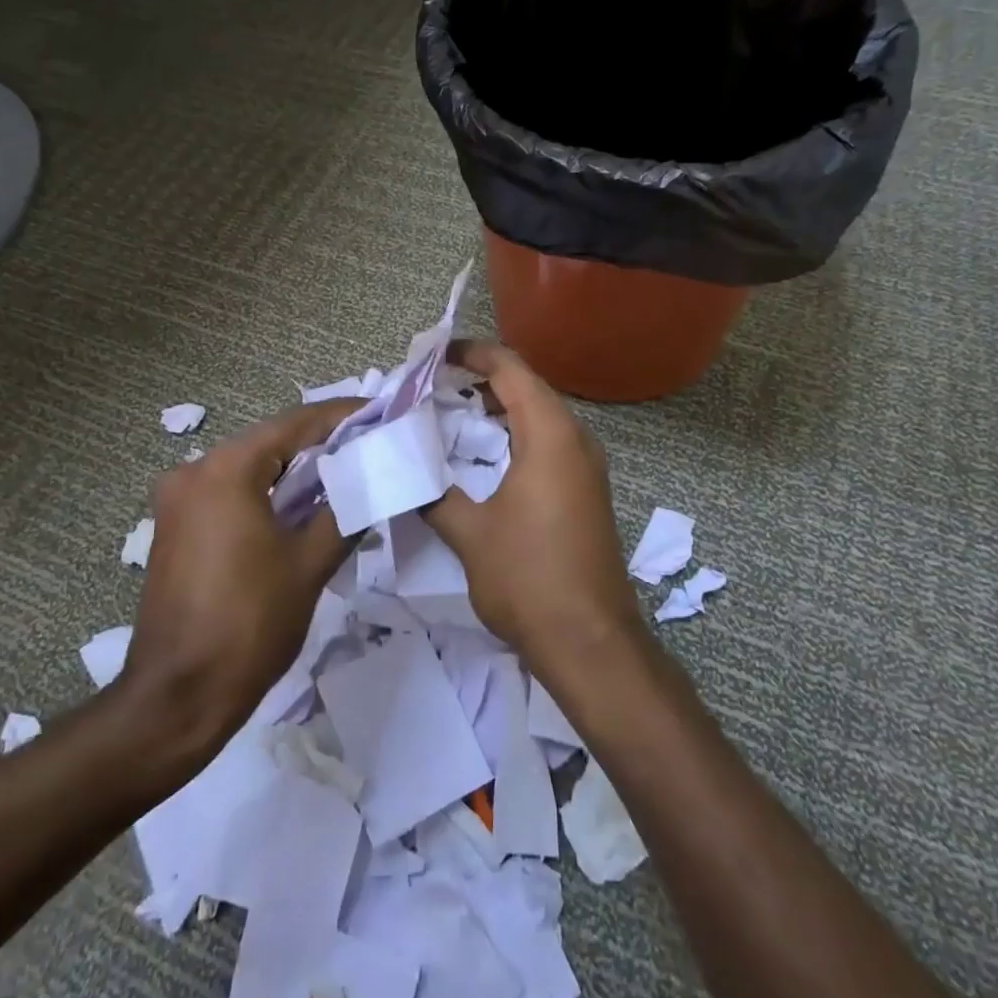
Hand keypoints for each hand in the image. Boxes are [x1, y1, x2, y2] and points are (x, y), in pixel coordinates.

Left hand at [120, 399, 362, 749]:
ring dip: (294, 470)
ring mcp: (178, 499)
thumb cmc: (249, 625)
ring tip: (346, 474)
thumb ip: (345, 511)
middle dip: (321, 443)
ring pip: (250, 467)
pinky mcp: (175, 527)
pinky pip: (230, 492)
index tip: (380, 412)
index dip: (342, 416)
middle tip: (369, 445)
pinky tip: (301, 506)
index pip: (296, 424)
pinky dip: (266, 492)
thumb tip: (372, 482)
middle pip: (270, 442)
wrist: (177, 697)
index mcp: (226, 469)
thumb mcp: (309, 564)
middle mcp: (194, 471)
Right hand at [424, 340, 645, 682]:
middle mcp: (576, 439)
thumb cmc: (529, 578)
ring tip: (451, 415)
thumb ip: (434, 493)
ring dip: (498, 409)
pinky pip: (548, 443)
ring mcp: (586, 466)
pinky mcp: (586, 491)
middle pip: (527, 388)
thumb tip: (406, 472)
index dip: (472, 354)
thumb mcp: (470, 533)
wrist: (591, 642)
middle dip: (480, 380)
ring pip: (539, 416)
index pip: (511, 369)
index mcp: (550, 434)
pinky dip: (514, 436)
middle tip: (432, 387)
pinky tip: (484, 457)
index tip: (434, 356)